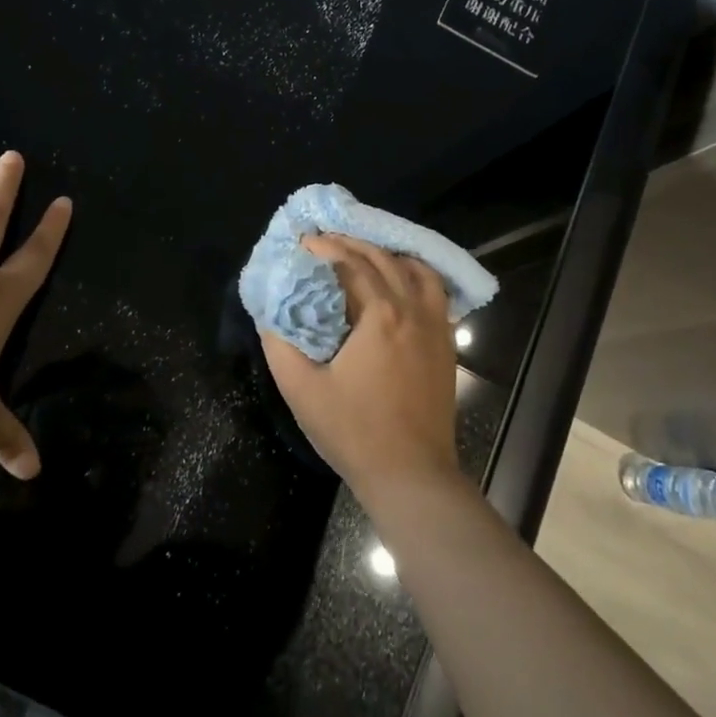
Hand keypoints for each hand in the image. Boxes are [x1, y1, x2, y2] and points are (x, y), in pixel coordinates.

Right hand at [261, 235, 463, 498]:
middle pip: (384, 260)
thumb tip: (269, 313)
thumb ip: (280, 344)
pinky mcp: (446, 345)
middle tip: (327, 242)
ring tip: (365, 255)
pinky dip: (417, 276)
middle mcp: (412, 310)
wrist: (411, 474)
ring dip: (389, 255)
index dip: (326, 248)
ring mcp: (436, 327)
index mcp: (379, 316)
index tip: (304, 242)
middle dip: (353, 244)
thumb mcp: (301, 389)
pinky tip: (402, 284)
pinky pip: (436, 294)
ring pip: (417, 271)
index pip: (351, 264)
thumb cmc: (353, 431)